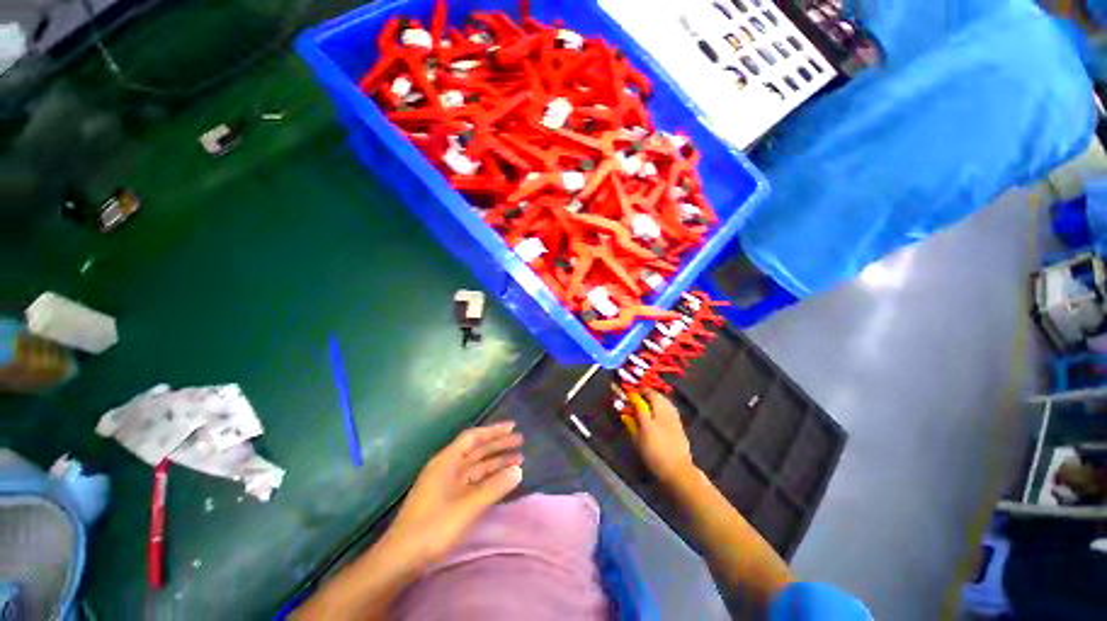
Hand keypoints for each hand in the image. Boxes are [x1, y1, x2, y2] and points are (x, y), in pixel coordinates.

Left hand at [388, 421, 523, 564]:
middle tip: (520, 441)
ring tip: (518, 460)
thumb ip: (494, 487)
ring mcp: (446, 485)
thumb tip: (518, 470)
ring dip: (496, 462)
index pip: (473, 437)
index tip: (512, 426)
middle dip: (498, 445)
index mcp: (446, 461)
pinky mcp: (447, 500)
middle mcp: (446, 468)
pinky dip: (488, 479)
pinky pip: (472, 482)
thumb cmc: (433, 527)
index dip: (493, 430)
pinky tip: (500, 481)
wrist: (400, 559)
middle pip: (476, 450)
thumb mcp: (467, 507)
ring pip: (476, 467)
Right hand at [633, 389, 696, 485]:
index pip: (641, 400)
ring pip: (665, 400)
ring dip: (657, 396)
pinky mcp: (680, 424)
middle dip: (647, 392)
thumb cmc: (654, 455)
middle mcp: (663, 414)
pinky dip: (664, 403)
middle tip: (640, 393)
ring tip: (650, 398)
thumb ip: (632, 424)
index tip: (629, 393)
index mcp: (651, 418)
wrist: (677, 469)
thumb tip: (627, 414)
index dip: (634, 395)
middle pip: (655, 396)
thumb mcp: (638, 440)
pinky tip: (661, 407)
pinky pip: (670, 407)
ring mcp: (673, 418)